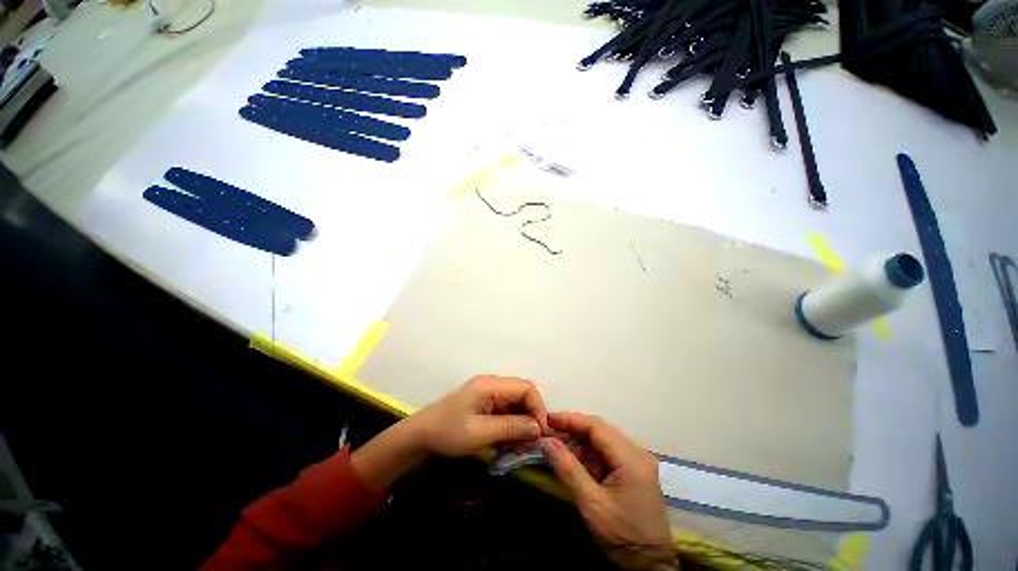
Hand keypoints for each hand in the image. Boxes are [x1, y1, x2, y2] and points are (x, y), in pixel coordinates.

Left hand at [351, 376, 548, 490]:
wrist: (420, 435)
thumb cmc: (448, 432)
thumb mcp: (480, 433)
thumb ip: (511, 427)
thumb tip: (537, 428)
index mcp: (490, 385)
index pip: (525, 388)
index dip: (537, 407)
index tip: (539, 432)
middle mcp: (492, 384)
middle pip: (522, 394)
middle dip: (530, 416)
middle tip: (531, 442)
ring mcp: (488, 393)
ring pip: (515, 403)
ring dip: (521, 423)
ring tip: (520, 445)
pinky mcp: (484, 403)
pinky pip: (506, 410)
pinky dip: (511, 425)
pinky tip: (508, 441)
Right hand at [540, 413, 678, 570]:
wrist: (650, 567)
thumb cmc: (623, 536)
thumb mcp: (591, 504)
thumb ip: (568, 468)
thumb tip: (546, 441)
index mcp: (631, 458)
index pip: (596, 426)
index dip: (570, 419)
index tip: (547, 418)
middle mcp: (636, 452)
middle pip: (599, 430)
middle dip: (573, 429)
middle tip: (549, 432)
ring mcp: (637, 461)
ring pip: (602, 440)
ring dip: (579, 442)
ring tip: (557, 447)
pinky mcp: (633, 470)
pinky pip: (607, 452)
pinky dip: (588, 454)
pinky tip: (573, 460)